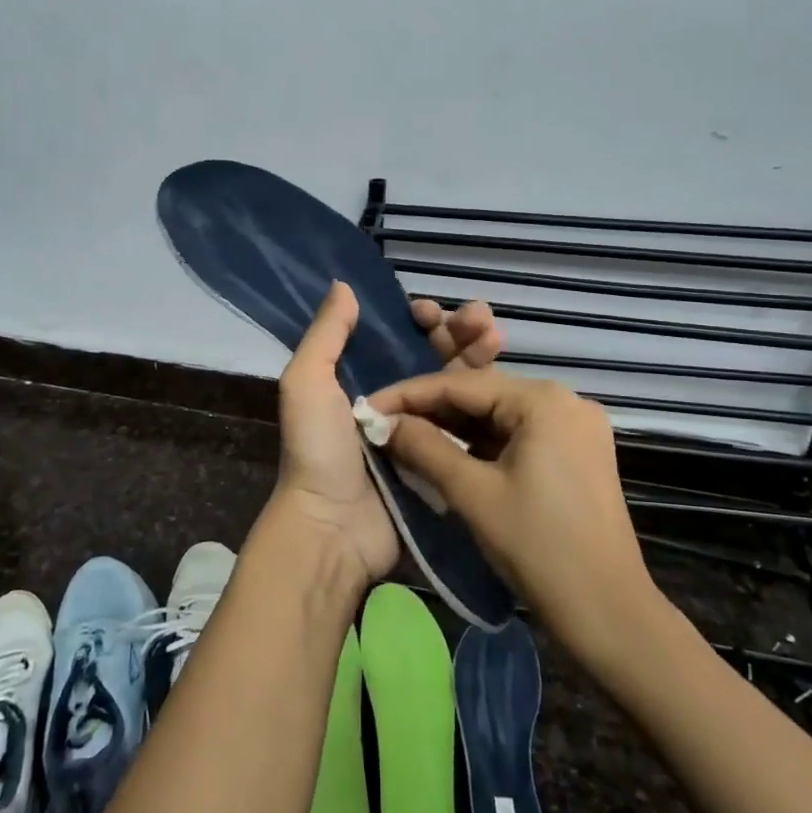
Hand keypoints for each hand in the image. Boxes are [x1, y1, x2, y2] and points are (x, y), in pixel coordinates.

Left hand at [270, 286, 504, 588]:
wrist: (334, 527)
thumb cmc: (318, 450)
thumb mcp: (307, 384)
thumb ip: (326, 336)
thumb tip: (344, 285)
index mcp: (363, 378)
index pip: (400, 337)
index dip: (419, 320)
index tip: (430, 312)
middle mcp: (397, 399)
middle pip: (437, 356)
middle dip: (461, 332)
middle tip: (482, 321)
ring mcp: (425, 431)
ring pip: (460, 385)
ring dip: (479, 357)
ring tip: (495, 339)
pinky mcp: (446, 460)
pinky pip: (471, 426)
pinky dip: (487, 402)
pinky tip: (504, 384)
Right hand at [367, 369, 658, 660]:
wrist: (608, 612)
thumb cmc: (538, 547)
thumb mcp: (473, 493)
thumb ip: (424, 447)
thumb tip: (382, 422)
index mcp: (544, 400)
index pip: (461, 384)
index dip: (408, 395)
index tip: (368, 408)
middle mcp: (565, 400)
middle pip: (482, 395)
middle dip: (431, 410)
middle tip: (383, 425)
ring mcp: (575, 427)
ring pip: (499, 416)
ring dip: (454, 427)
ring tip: (405, 438)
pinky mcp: (577, 453)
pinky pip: (518, 435)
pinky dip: (481, 443)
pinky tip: (447, 453)